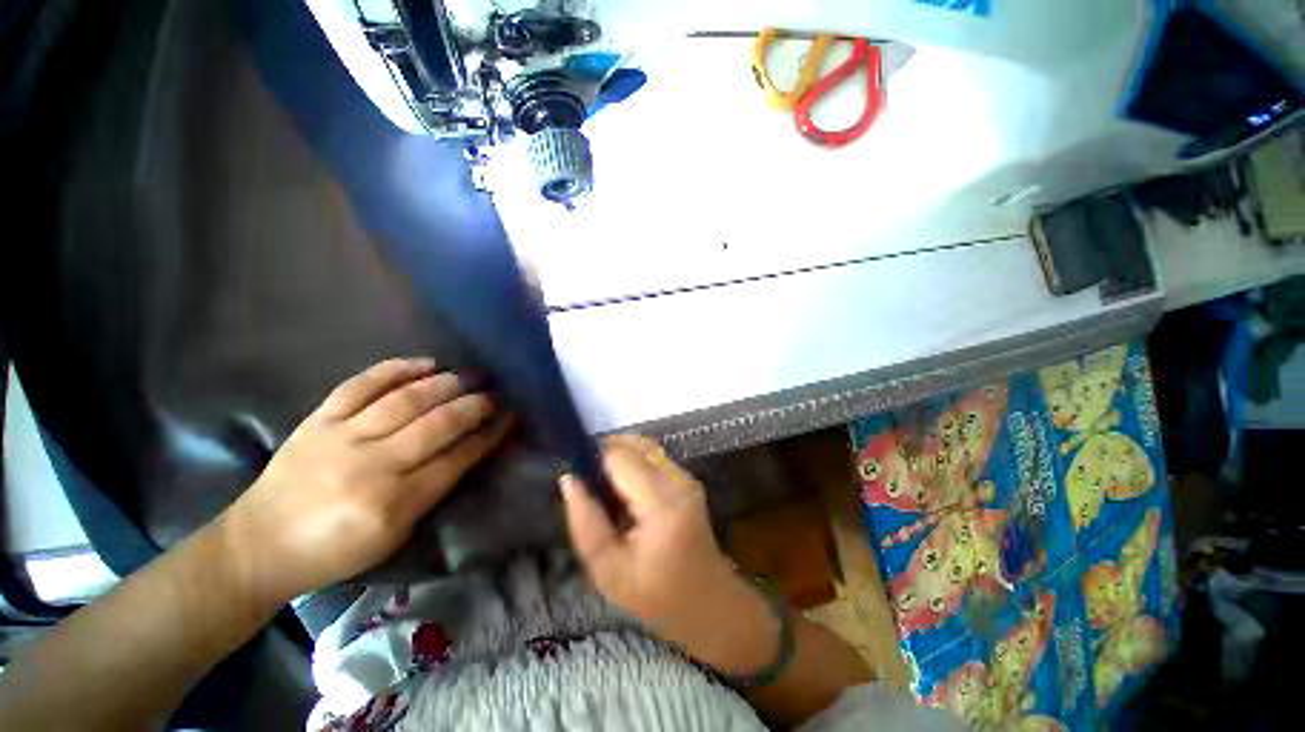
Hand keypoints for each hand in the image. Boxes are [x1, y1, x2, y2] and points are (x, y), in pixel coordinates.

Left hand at [220, 358, 512, 603]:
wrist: (259, 544)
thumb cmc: (335, 550)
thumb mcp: (394, 534)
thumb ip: (432, 491)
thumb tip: (468, 449)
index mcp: (393, 503)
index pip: (456, 460)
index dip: (488, 436)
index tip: (510, 418)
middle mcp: (371, 466)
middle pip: (435, 426)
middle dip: (473, 406)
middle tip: (494, 395)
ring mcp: (341, 438)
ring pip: (404, 401)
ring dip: (445, 384)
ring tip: (469, 376)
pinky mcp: (318, 420)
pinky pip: (361, 386)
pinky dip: (396, 369)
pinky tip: (425, 362)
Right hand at [561, 436, 778, 673]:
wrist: (710, 605)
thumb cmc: (657, 597)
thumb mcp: (608, 571)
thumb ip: (585, 523)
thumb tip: (569, 480)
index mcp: (661, 502)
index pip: (619, 457)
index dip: (593, 460)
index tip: (576, 478)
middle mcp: (678, 480)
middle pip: (633, 445)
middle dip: (605, 456)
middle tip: (588, 485)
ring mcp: (686, 477)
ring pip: (644, 447)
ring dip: (620, 457)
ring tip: (604, 489)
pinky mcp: (688, 480)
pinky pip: (654, 458)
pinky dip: (634, 464)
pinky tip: (624, 491)